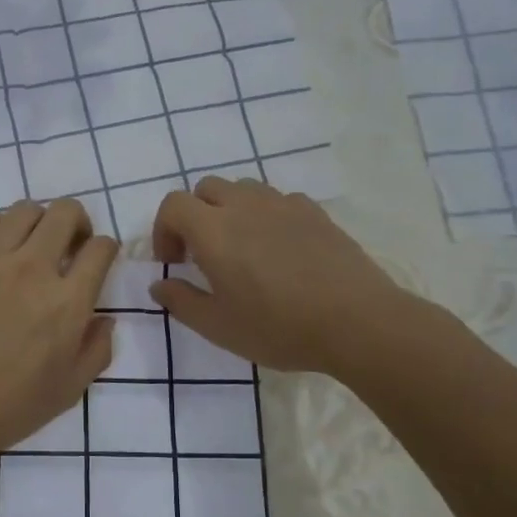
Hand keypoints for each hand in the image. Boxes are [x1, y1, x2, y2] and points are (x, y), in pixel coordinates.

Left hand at [0, 199, 118, 470]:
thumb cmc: (8, 409)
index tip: (98, 258)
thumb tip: (104, 319)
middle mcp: (32, 269)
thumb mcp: (70, 390)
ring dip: (37, 220)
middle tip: (69, 243)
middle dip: (77, 222)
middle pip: (65, 213)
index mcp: (67, 302)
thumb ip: (97, 350)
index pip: (100, 249)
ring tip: (30, 242)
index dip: (106, 248)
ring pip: (23, 210)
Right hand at [150, 178, 413, 375]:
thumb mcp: (218, 326)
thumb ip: (181, 302)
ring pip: (243, 189)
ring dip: (230, 210)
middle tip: (202, 254)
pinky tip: (279, 249)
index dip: (164, 229)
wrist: (357, 322)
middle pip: (206, 188)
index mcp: (214, 230)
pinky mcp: (315, 212)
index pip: (174, 205)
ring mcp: (283, 204)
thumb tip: (158, 285)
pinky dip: (267, 215)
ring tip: (241, 248)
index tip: (174, 262)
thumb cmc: (279, 327)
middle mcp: (244, 206)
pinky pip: (279, 200)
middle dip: (195, 215)